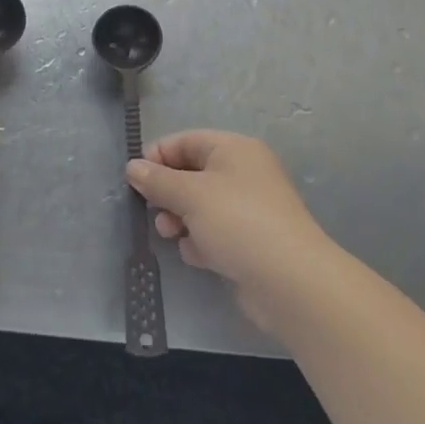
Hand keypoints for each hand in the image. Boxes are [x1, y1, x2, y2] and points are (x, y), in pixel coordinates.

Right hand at [126, 130, 330, 331]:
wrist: (291, 282)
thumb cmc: (238, 222)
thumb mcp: (190, 194)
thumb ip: (157, 180)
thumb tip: (133, 167)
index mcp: (234, 149)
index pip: (185, 141)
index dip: (157, 156)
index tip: (135, 180)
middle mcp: (243, 173)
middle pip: (191, 174)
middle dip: (167, 193)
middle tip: (154, 211)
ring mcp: (248, 209)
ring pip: (199, 206)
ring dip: (179, 219)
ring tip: (172, 235)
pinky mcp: (249, 241)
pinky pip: (213, 232)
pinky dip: (200, 242)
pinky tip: (199, 255)